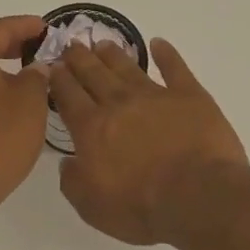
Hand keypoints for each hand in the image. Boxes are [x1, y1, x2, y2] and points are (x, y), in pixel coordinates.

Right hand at [51, 38, 248, 244]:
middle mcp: (119, 104)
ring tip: (103, 43)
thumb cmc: (140, 206)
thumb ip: (73, 181)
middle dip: (80, 59)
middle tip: (72, 45)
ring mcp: (156, 96)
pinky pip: (175, 68)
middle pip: (94, 74)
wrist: (197, 196)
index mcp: (92, 128)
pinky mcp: (190, 96)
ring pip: (128, 67)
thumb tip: (68, 161)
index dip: (59, 80)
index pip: (68, 96)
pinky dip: (166, 54)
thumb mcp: (91, 206)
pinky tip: (159, 44)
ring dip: (113, 54)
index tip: (52, 66)